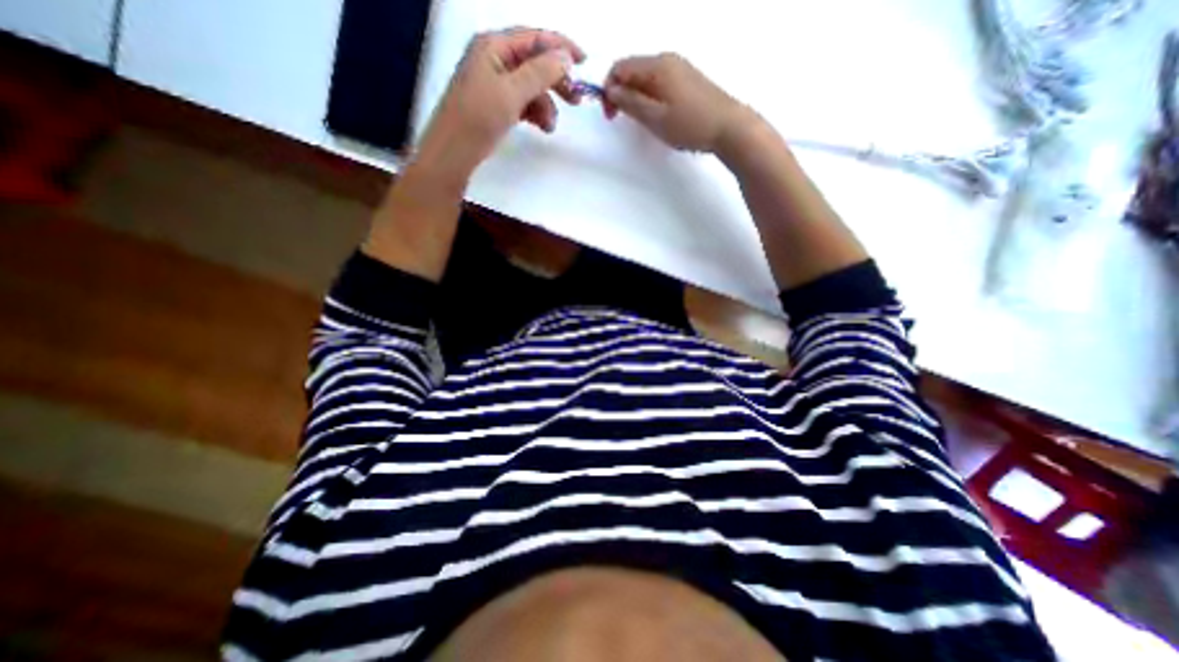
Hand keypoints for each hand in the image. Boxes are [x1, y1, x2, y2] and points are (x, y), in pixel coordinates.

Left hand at [410, 27, 585, 184]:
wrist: (453, 153)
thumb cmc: (478, 118)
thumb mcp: (511, 93)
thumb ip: (540, 73)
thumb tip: (565, 58)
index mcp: (493, 46)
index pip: (534, 38)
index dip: (561, 47)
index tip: (584, 63)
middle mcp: (494, 59)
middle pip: (534, 63)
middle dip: (555, 81)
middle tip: (576, 101)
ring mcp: (495, 84)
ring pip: (531, 87)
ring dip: (545, 104)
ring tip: (550, 126)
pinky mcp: (497, 105)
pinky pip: (523, 103)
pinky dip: (535, 113)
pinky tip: (541, 127)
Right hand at [602, 53, 748, 151]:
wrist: (729, 127)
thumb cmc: (689, 124)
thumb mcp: (655, 118)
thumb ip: (630, 103)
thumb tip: (611, 91)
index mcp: (657, 66)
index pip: (620, 67)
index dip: (608, 89)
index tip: (610, 115)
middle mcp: (667, 60)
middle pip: (633, 71)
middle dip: (621, 93)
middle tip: (621, 120)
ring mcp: (679, 69)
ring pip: (646, 79)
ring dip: (635, 97)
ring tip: (640, 121)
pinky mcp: (687, 81)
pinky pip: (659, 84)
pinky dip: (649, 97)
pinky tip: (656, 116)